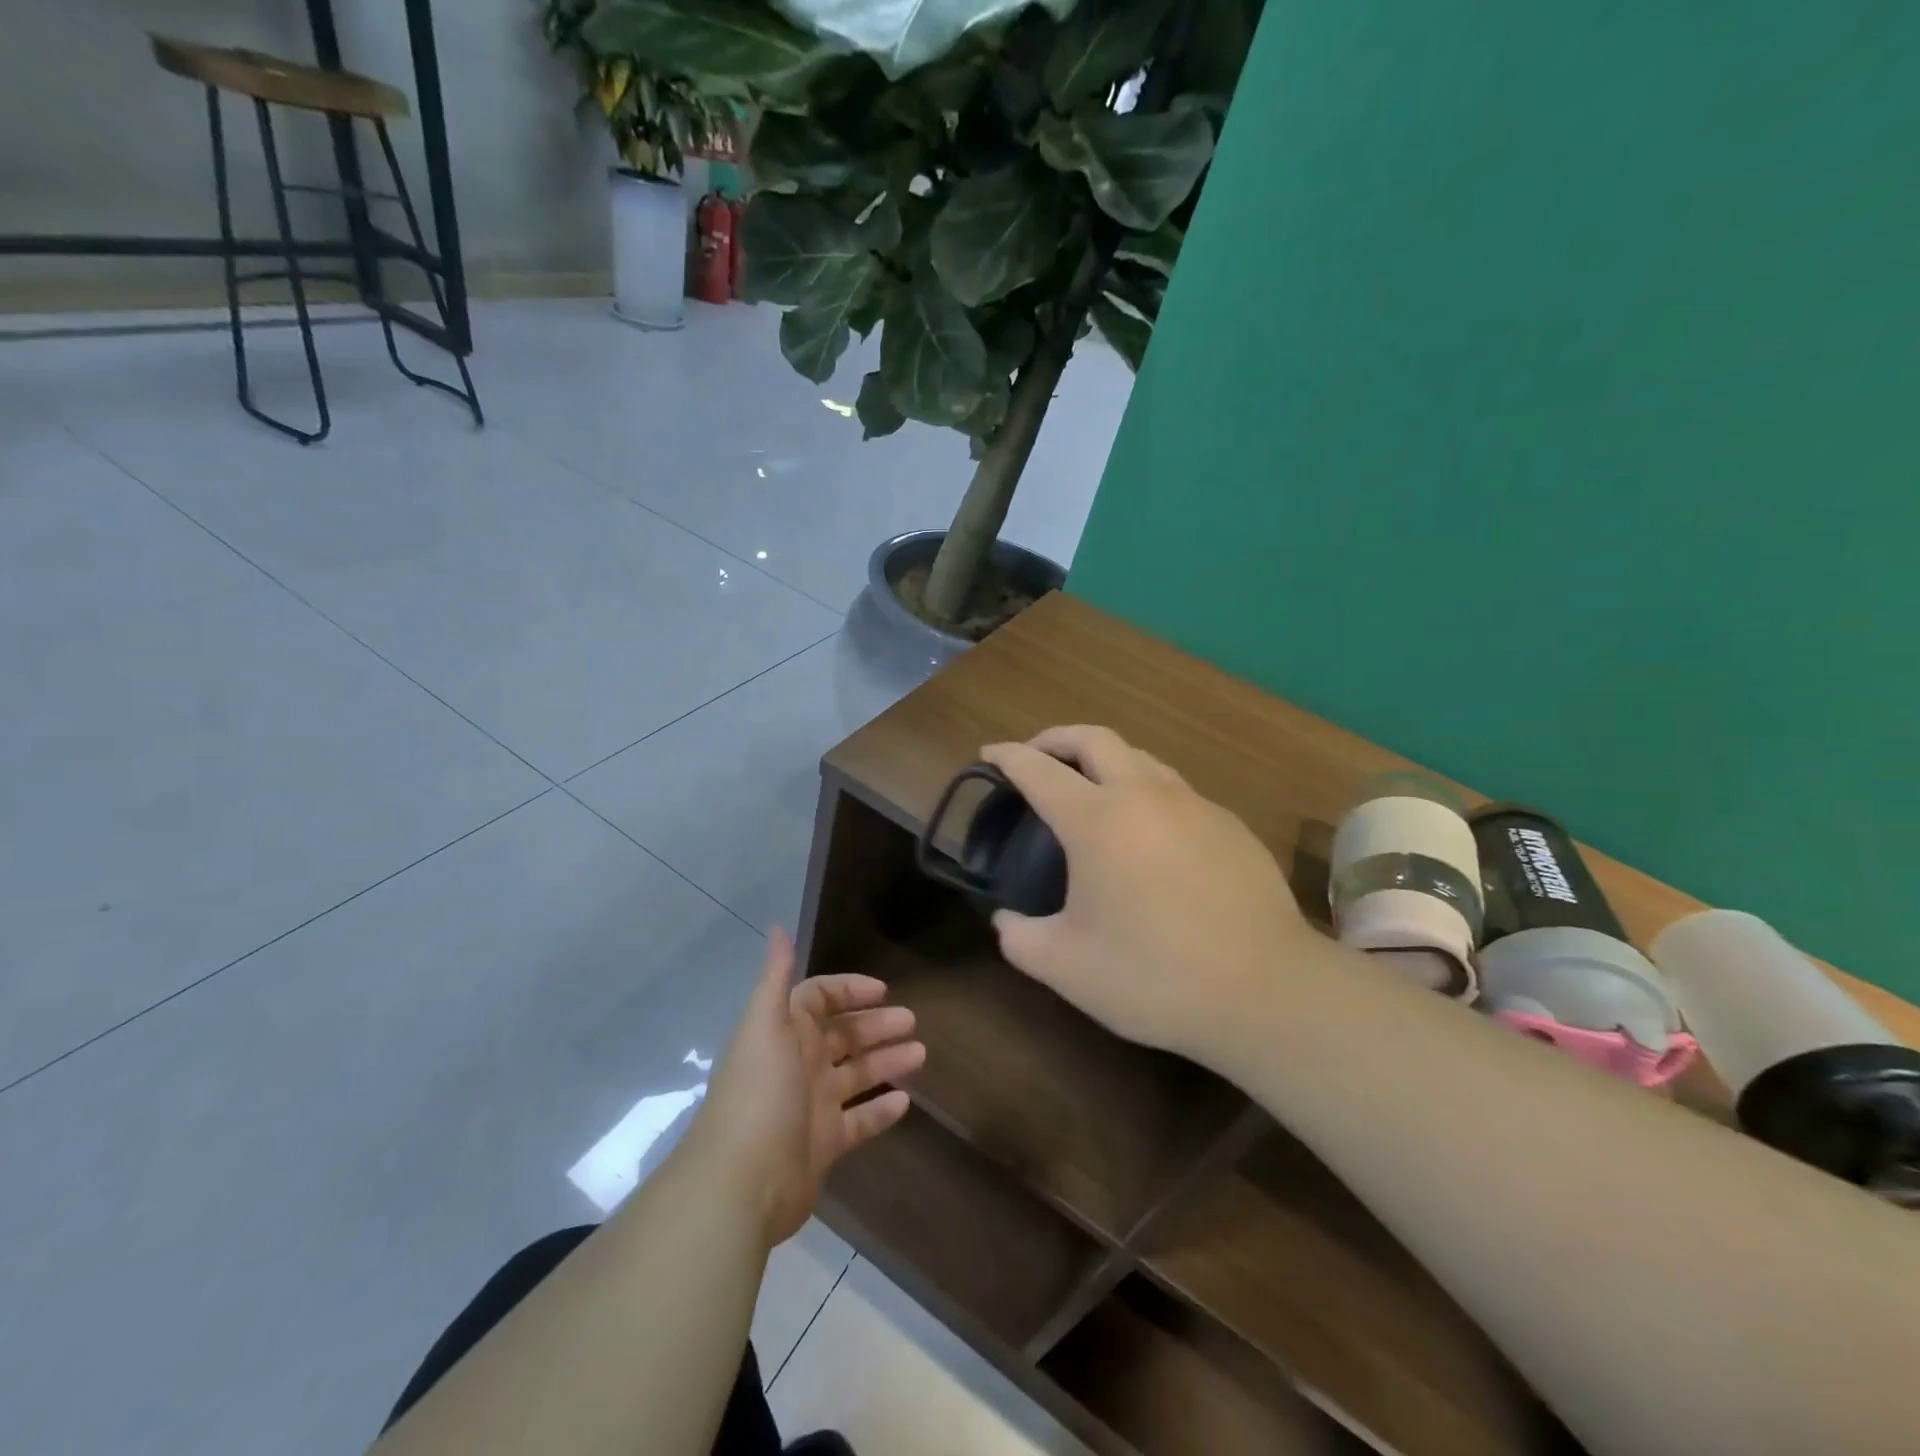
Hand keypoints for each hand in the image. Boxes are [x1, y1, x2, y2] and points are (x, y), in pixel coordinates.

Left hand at [691, 929, 924, 1247]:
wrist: (741, 1183)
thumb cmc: (759, 1093)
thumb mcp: (765, 1026)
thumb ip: (775, 978)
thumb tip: (777, 928)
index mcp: (784, 1033)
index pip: (818, 998)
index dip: (849, 990)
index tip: (883, 990)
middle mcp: (798, 1064)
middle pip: (843, 1035)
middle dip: (876, 1025)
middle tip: (912, 1021)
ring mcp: (811, 1105)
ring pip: (856, 1074)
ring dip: (886, 1061)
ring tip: (921, 1054)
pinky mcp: (823, 1145)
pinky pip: (859, 1120)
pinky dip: (880, 1109)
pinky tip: (906, 1101)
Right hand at [982, 725, 1315, 1064]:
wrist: (1266, 991)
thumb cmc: (1155, 976)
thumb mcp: (1065, 968)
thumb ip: (1020, 938)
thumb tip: (1007, 920)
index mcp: (1096, 821)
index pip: (1038, 769)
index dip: (1007, 756)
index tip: (989, 753)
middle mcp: (1144, 795)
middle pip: (1093, 737)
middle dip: (1055, 738)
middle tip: (1036, 757)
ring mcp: (1193, 805)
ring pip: (1140, 756)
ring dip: (1104, 759)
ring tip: (1090, 789)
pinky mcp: (1229, 824)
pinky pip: (1175, 789)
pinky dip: (1145, 791)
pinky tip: (1148, 833)